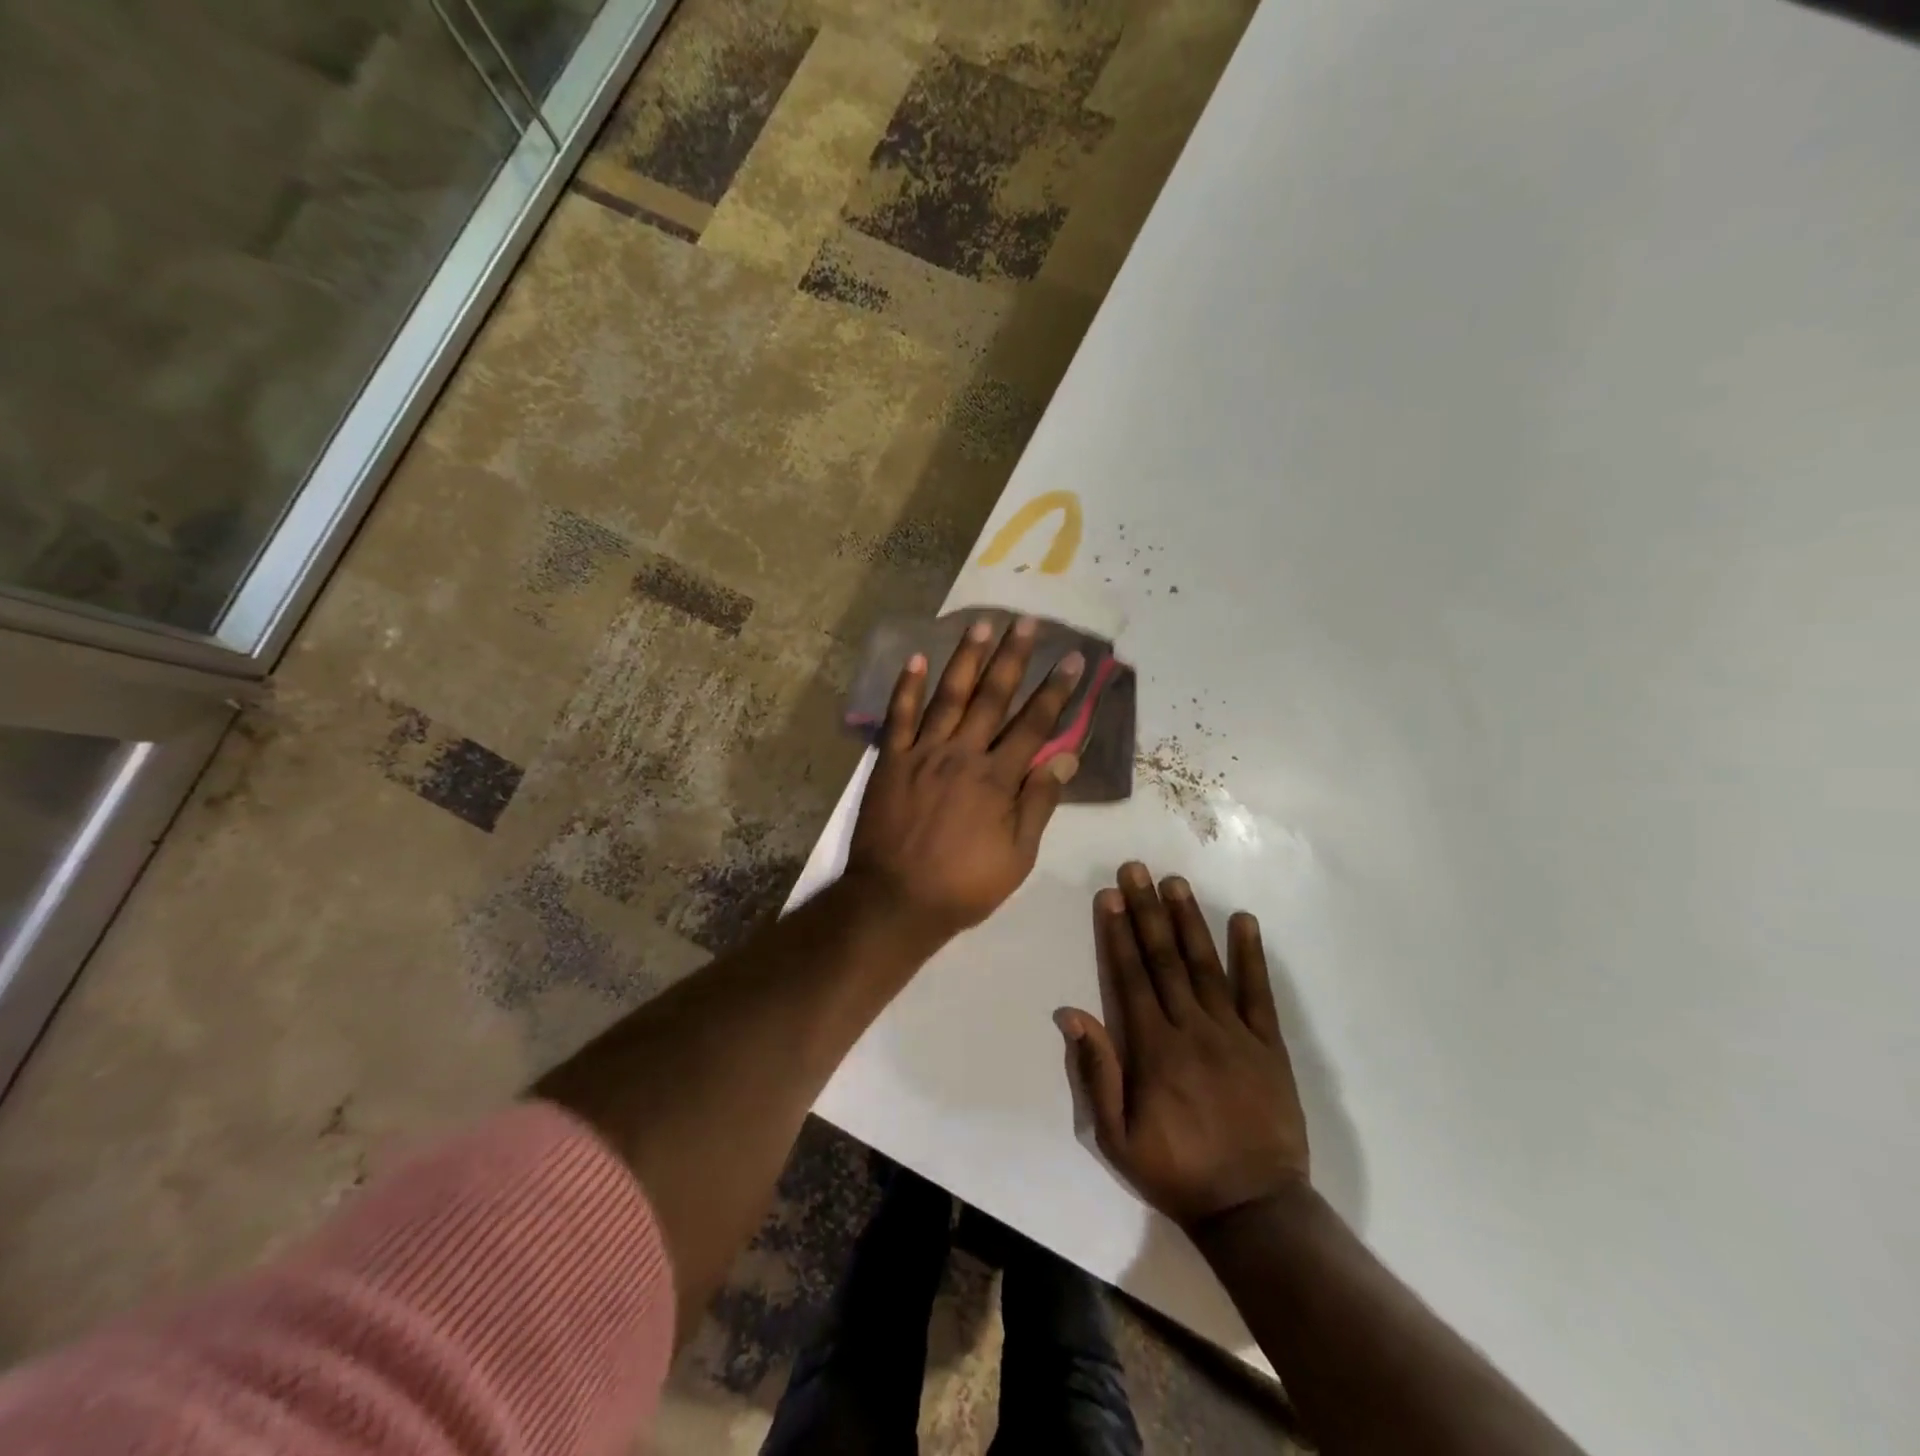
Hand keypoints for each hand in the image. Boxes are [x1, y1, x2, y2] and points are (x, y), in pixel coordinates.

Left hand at [847, 615, 1084, 938]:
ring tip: (981, 624)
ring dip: (966, 659)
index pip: (1034, 725)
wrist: (895, 901)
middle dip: (1013, 658)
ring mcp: (922, 754)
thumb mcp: (1017, 856)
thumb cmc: (963, 885)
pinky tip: (916, 658)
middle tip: (1027, 622)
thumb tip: (1065, 759)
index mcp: (997, 779)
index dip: (1056, 691)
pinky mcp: (890, 761)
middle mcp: (962, 755)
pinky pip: (898, 717)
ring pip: (949, 697)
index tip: (1072, 659)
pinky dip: (906, 687)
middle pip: (993, 698)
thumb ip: (1039, 804)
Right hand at [1057, 862, 1309, 1227]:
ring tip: (1175, 882)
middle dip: (1147, 911)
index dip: (1118, 934)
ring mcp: (1234, 1033)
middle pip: (1164, 960)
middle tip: (1136, 869)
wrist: (1254, 1210)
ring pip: (1206, 965)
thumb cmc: (1176, 1173)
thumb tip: (1071, 1014)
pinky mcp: (1268, 1045)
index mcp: (1153, 1050)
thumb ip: (1096, 1073)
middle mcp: (1191, 1029)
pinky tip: (1244, 921)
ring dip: (1188, 921)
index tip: (1110, 897)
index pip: (1130, 978)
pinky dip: (1251, 955)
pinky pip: (1258, 992)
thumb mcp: (1116, 1138)